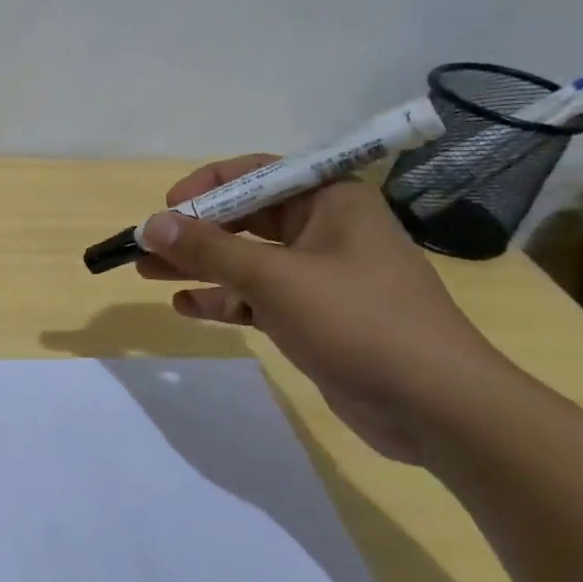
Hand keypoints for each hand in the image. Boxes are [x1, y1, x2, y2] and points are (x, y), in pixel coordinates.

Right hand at [135, 158, 505, 463]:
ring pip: (247, 260)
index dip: (206, 187)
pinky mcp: (316, 317)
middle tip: (145, 248)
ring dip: (200, 266)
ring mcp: (321, 276)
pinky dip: (225, 299)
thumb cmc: (358, 321)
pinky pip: (259, 297)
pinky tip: (188, 307)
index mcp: (329, 200)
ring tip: (148, 274)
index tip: (164, 209)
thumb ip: (209, 250)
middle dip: (194, 233)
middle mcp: (325, 229)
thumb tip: (151, 223)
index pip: (256, 174)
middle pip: (246, 219)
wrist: (437, 406)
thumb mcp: (274, 278)